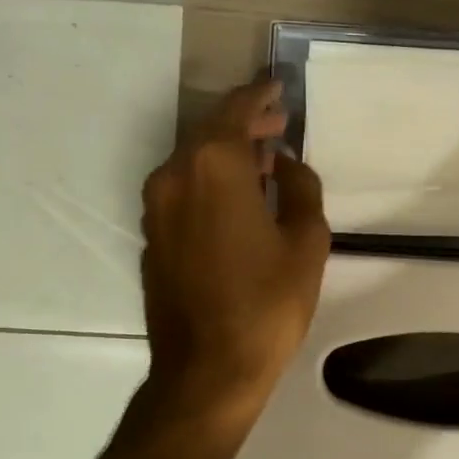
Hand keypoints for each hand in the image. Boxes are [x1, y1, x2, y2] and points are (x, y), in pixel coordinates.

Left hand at [139, 79, 329, 424]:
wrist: (207, 370)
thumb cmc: (267, 305)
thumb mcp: (306, 242)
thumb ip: (301, 188)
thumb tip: (286, 165)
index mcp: (214, 167)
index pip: (236, 110)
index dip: (260, 95)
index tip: (279, 88)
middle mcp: (175, 176)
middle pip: (210, 132)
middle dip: (245, 123)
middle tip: (278, 123)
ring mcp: (156, 207)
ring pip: (193, 160)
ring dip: (227, 153)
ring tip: (264, 160)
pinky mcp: (152, 235)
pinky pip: (183, 189)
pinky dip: (210, 180)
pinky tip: (237, 197)